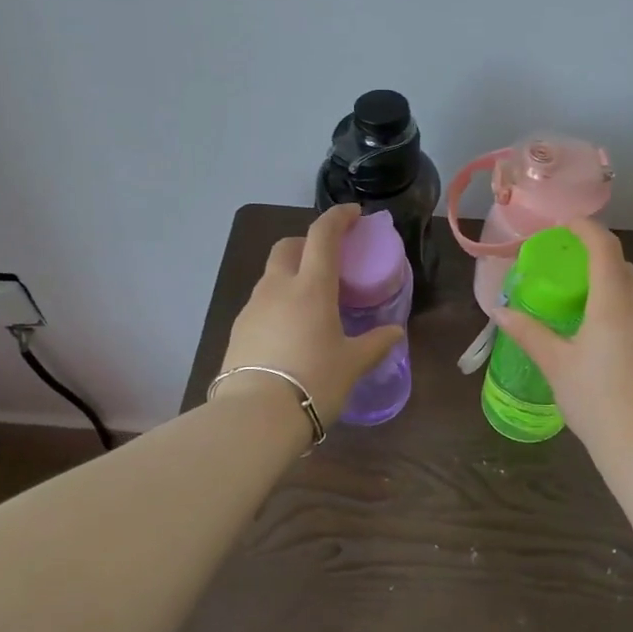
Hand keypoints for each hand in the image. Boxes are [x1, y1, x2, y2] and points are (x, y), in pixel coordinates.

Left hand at [218, 204, 405, 427]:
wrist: (255, 417)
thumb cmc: (314, 382)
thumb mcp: (352, 364)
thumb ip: (375, 343)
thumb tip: (394, 333)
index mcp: (311, 287)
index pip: (322, 235)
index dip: (338, 217)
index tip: (353, 214)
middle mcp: (278, 288)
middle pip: (288, 246)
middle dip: (307, 243)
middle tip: (328, 260)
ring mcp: (253, 307)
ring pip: (271, 275)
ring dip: (291, 274)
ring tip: (311, 301)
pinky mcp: (237, 330)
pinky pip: (261, 303)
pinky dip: (277, 302)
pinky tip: (289, 329)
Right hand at [494, 219, 632, 457]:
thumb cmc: (596, 400)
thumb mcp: (556, 365)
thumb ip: (529, 332)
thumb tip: (500, 311)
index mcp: (614, 302)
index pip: (605, 247)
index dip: (585, 228)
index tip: (563, 225)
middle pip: (621, 265)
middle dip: (595, 255)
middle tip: (564, 264)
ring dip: (608, 281)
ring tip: (579, 297)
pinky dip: (620, 304)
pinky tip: (600, 331)